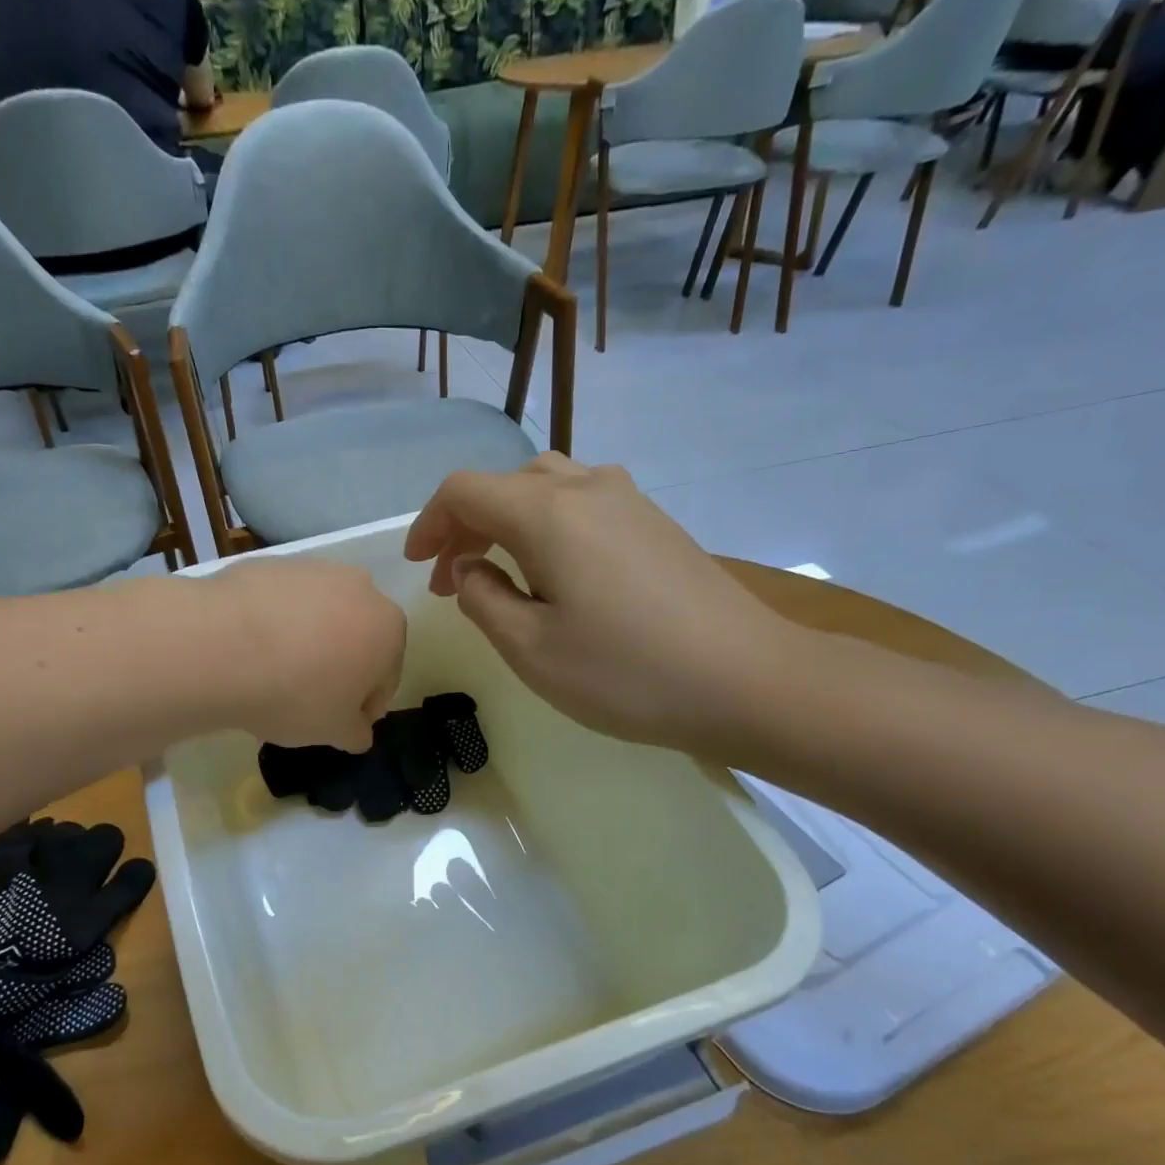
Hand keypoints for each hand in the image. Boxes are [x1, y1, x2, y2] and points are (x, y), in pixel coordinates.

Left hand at [205, 559, 405, 752]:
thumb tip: (359, 729)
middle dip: (340, 664)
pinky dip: (274, 622)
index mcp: (389, 629)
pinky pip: (282, 602)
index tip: (342, 722)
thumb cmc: (296, 694)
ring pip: (320, 614)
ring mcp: (314, 569)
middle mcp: (360, 588)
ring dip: (308, 639)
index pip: (386, 675)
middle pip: (356, 636)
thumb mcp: (335, 732)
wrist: (223, 646)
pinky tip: (250, 648)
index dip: (365, 704)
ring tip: (274, 671)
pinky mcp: (271, 563)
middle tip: (308, 696)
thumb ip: (357, 731)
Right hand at [404, 454, 802, 755]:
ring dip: (507, 522)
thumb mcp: (530, 649)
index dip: (430, 523)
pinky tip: (554, 571)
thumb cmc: (625, 673)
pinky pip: (582, 503)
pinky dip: (547, 525)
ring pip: (546, 487)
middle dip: (466, 526)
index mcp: (547, 514)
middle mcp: (587, 488)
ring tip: (498, 572)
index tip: (418, 566)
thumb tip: (470, 567)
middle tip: (452, 580)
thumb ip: (483, 599)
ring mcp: (628, 500)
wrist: (745, 680)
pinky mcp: (655, 522)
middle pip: (505, 484)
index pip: (465, 490)